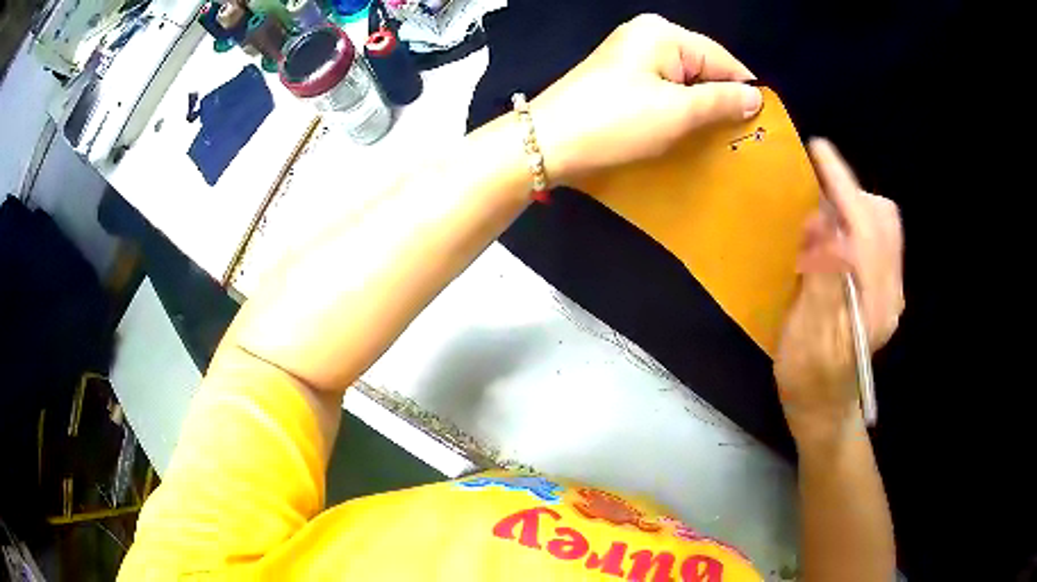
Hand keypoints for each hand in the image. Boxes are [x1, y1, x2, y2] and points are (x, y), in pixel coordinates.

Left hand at [530, 14, 762, 181]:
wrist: (548, 143)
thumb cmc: (616, 122)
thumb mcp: (677, 112)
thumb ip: (721, 101)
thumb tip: (756, 97)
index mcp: (663, 34)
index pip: (722, 59)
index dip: (744, 91)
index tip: (762, 125)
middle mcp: (647, 36)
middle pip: (703, 67)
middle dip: (721, 100)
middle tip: (739, 137)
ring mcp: (631, 55)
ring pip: (684, 81)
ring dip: (701, 108)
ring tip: (716, 138)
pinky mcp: (621, 77)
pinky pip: (664, 89)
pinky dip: (678, 109)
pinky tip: (687, 129)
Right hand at [774, 139, 904, 444]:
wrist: (825, 411)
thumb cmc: (808, 380)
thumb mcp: (806, 337)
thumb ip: (822, 281)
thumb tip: (825, 225)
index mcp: (874, 303)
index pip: (865, 227)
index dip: (843, 186)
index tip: (818, 152)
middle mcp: (890, 290)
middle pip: (882, 218)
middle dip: (850, 190)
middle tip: (814, 184)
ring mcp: (890, 289)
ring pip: (882, 225)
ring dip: (854, 202)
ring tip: (822, 204)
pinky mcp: (883, 289)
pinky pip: (877, 238)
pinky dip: (856, 219)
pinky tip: (834, 232)